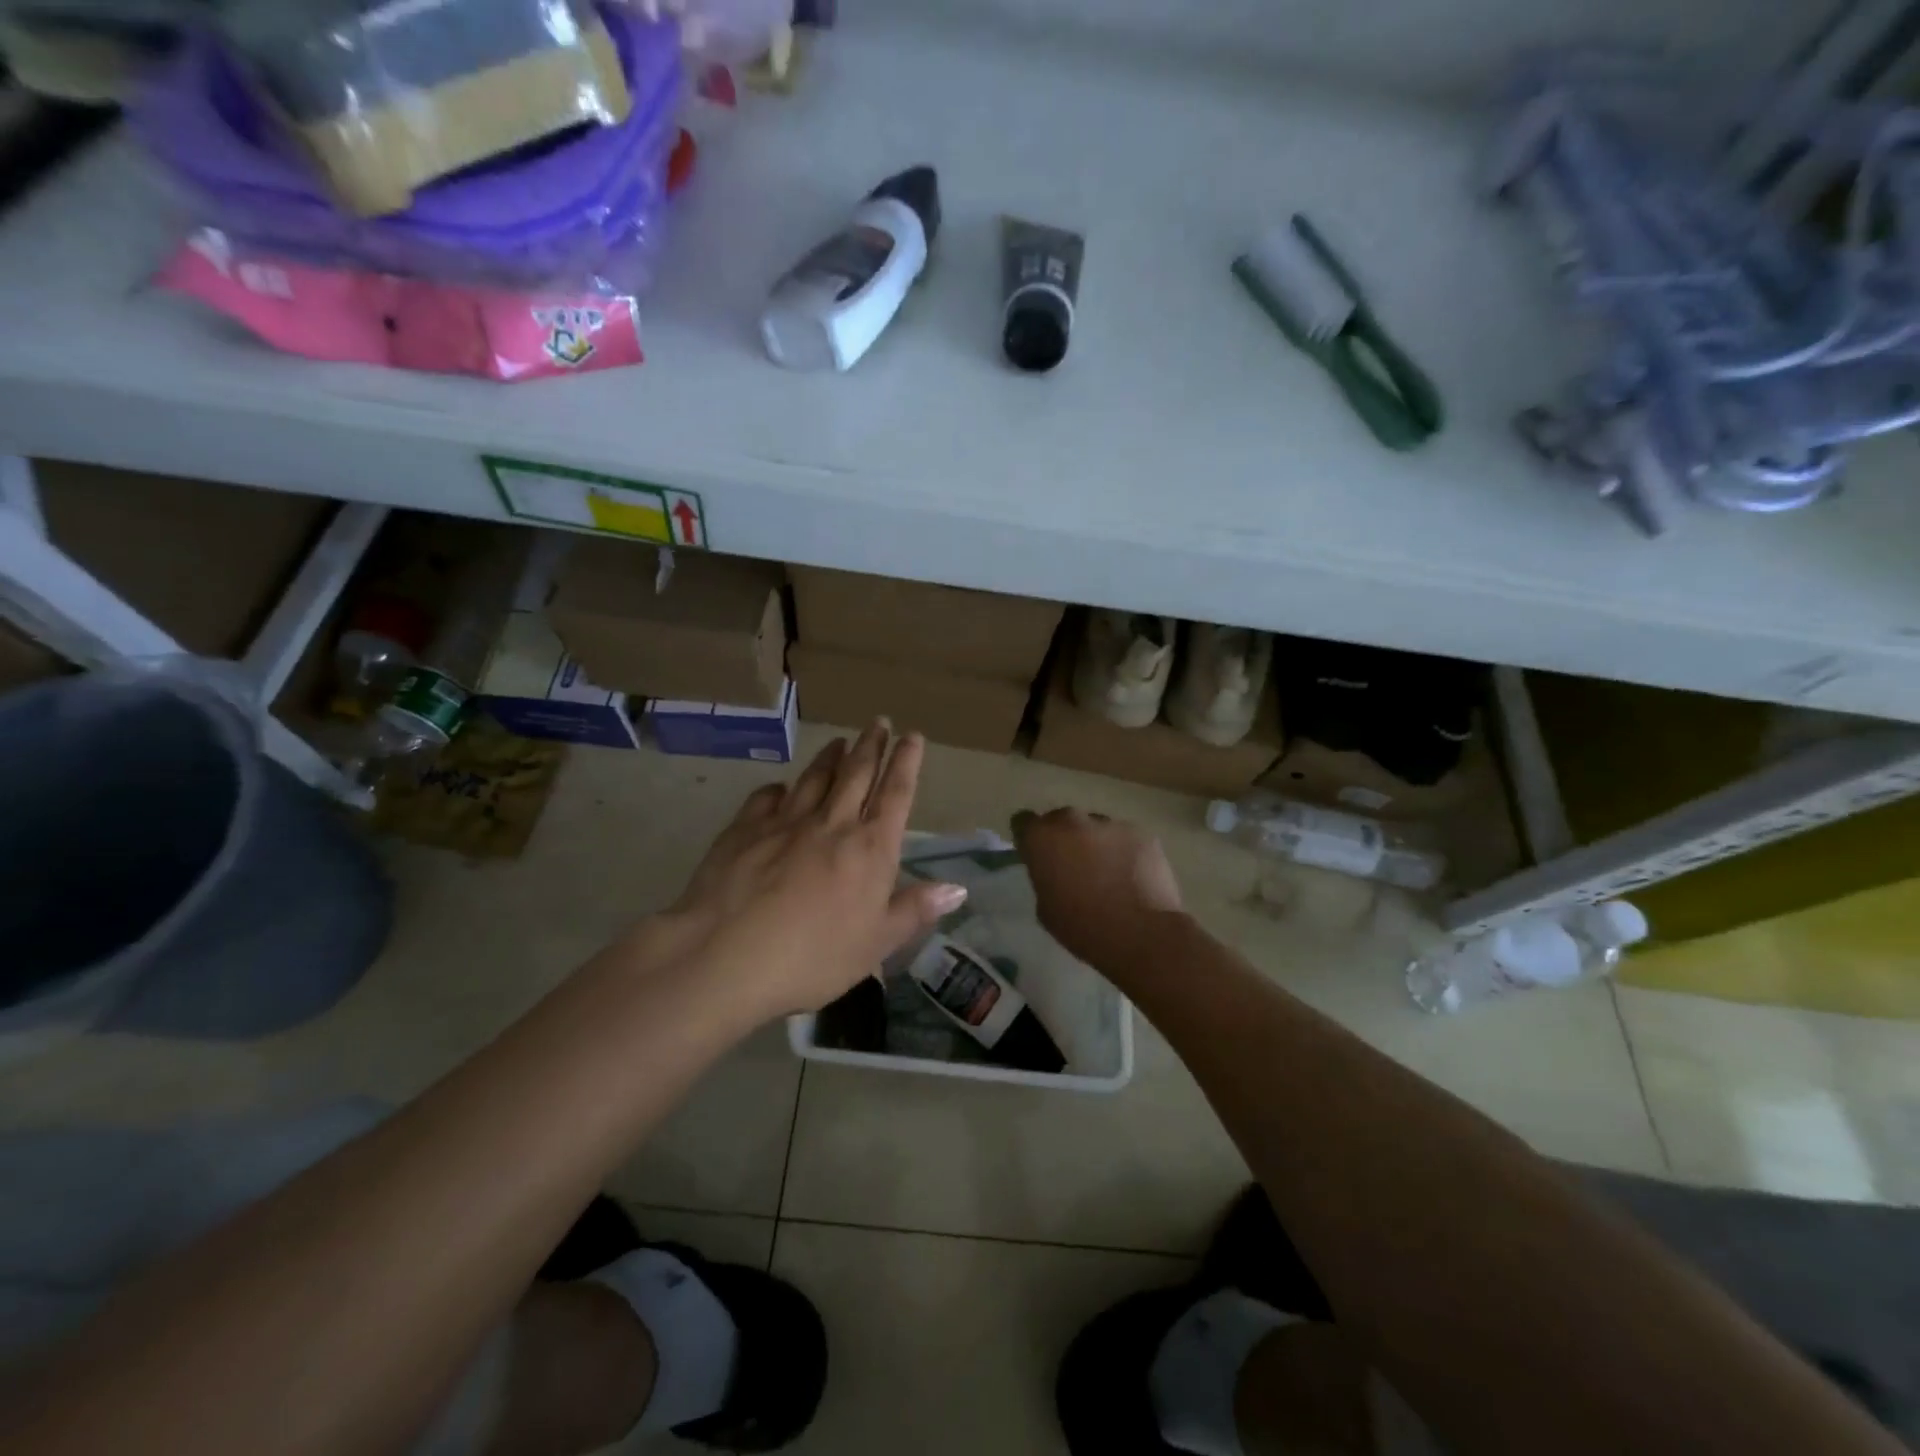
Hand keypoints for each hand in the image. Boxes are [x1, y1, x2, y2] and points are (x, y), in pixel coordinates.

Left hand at [664, 723, 965, 1017]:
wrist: (725, 955)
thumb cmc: (813, 957)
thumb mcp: (876, 944)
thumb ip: (915, 910)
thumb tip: (957, 887)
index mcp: (870, 849)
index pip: (895, 794)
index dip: (906, 762)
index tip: (912, 736)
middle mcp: (832, 824)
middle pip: (856, 774)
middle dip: (871, 746)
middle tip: (879, 722)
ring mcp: (785, 822)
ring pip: (814, 778)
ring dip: (830, 757)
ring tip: (839, 741)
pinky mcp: (744, 829)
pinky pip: (767, 797)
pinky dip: (780, 788)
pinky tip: (781, 787)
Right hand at [1012, 808, 1185, 971]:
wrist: (1141, 933)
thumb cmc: (1083, 927)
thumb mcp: (1045, 908)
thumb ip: (1045, 878)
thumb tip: (1055, 872)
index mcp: (1041, 838)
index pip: (1023, 822)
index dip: (1030, 838)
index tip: (1037, 855)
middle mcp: (1072, 821)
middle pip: (1062, 820)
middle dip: (1064, 838)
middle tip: (1074, 866)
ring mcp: (1110, 824)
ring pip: (1096, 828)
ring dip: (1096, 844)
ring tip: (1110, 874)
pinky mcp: (1141, 833)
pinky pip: (1125, 838)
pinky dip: (1125, 852)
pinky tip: (1133, 878)